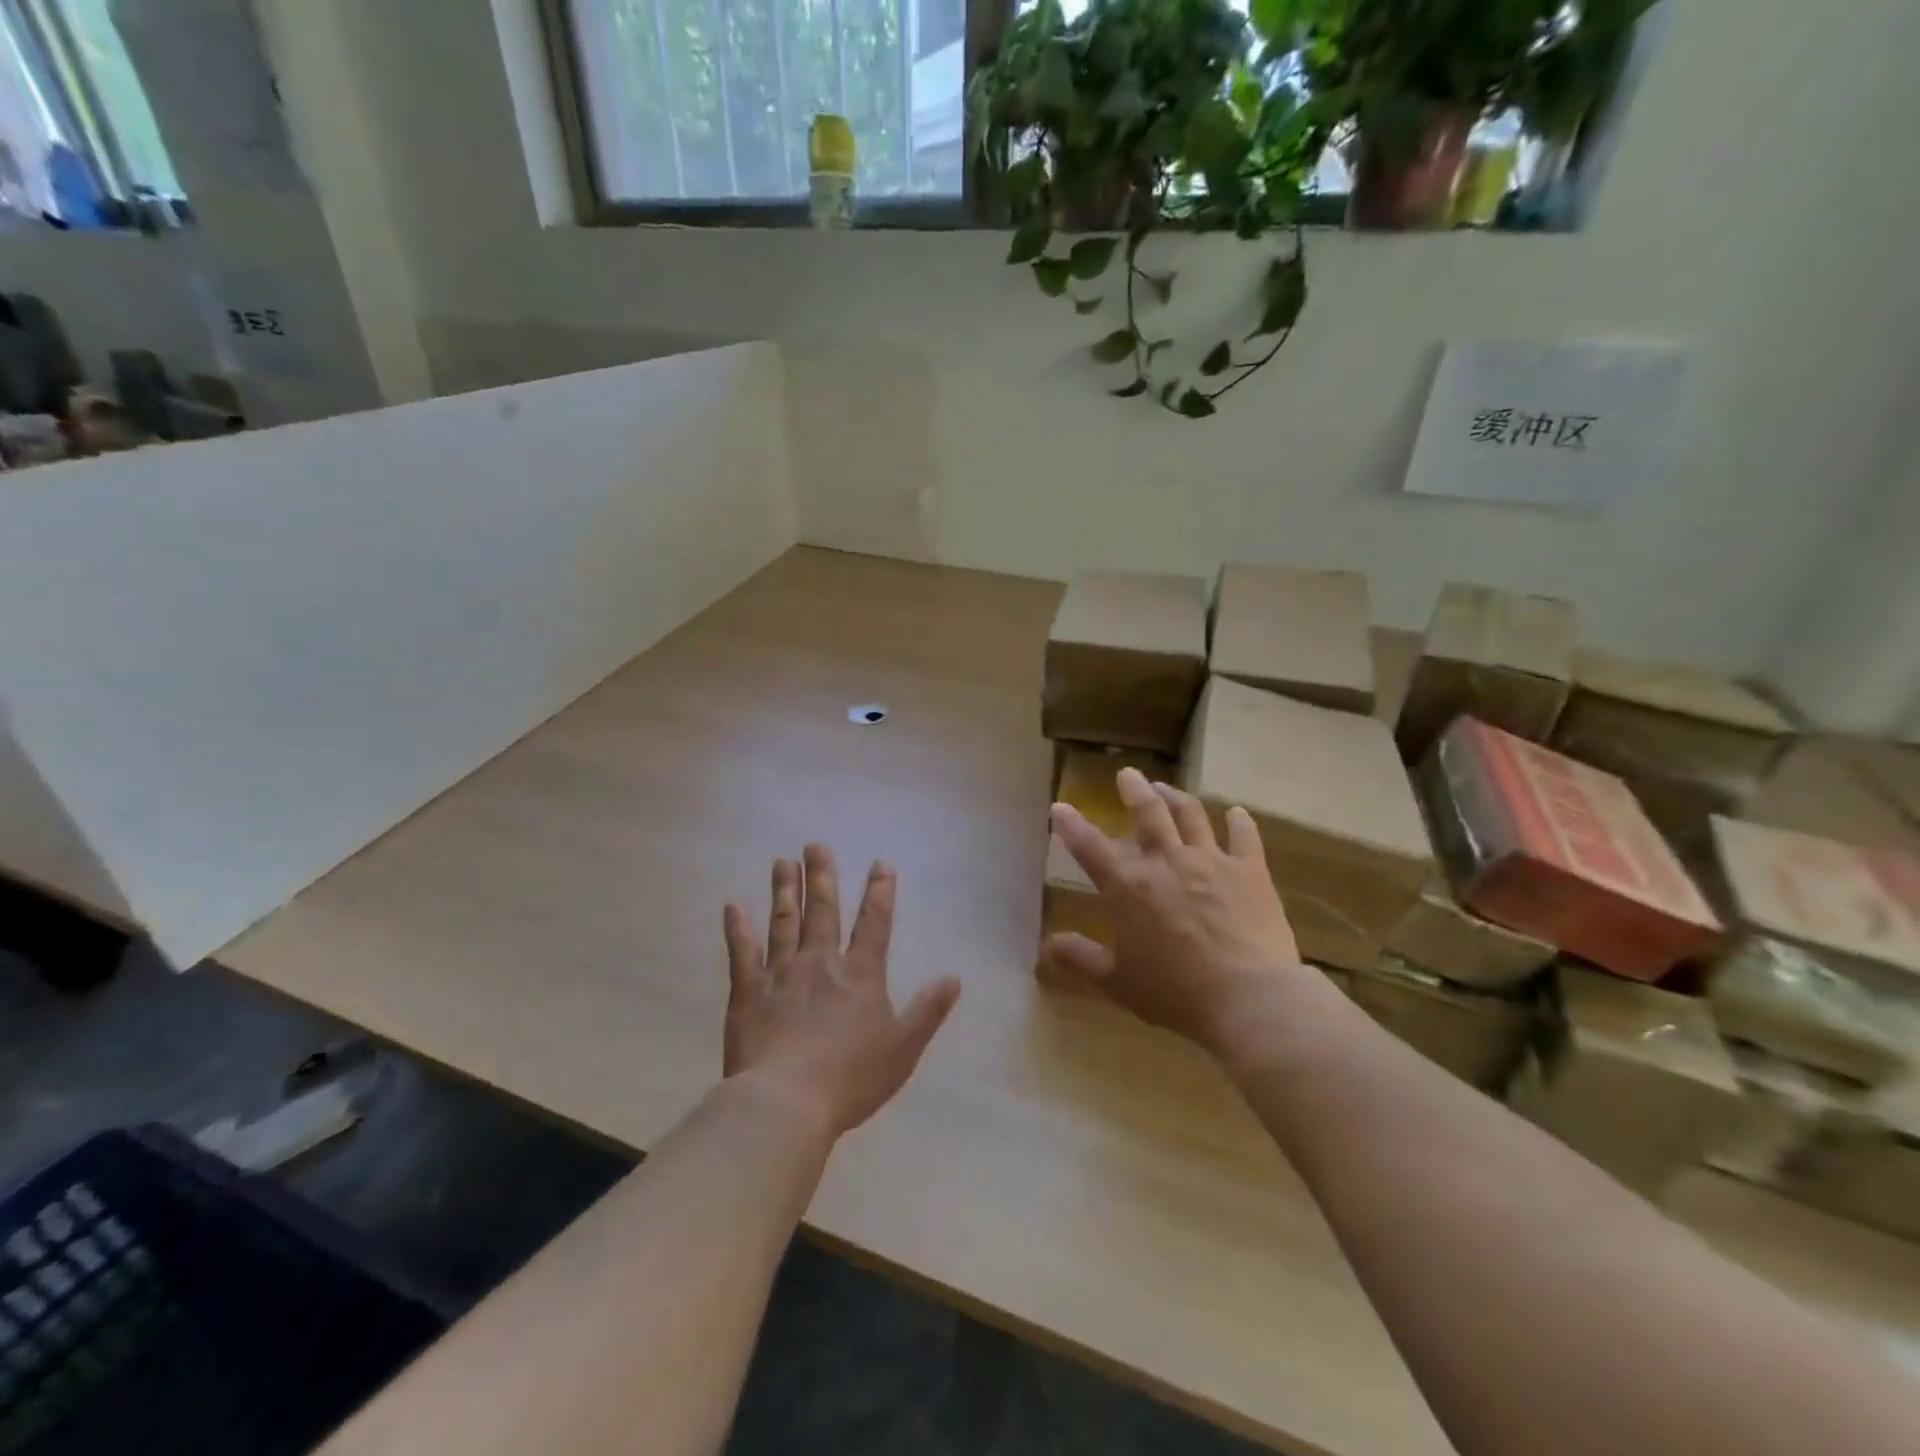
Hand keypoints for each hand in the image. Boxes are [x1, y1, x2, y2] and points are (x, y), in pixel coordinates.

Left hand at [723, 845, 960, 1137]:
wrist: (786, 1103)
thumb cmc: (851, 1078)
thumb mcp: (903, 1047)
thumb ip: (928, 1010)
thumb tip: (954, 978)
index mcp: (860, 975)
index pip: (874, 923)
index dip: (879, 892)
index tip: (880, 864)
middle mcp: (821, 963)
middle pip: (823, 911)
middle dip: (822, 876)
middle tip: (815, 844)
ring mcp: (781, 974)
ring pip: (784, 922)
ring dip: (785, 891)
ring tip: (782, 861)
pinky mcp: (747, 993)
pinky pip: (742, 953)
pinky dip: (737, 928)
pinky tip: (733, 906)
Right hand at [1046, 768, 1303, 1055]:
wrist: (1247, 997)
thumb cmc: (1175, 993)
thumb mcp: (1118, 983)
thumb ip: (1082, 960)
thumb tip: (1048, 946)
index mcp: (1128, 888)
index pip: (1089, 847)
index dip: (1070, 825)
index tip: (1059, 807)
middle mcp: (1166, 862)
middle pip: (1147, 813)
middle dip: (1134, 790)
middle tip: (1128, 774)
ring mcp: (1210, 860)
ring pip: (1190, 814)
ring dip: (1175, 796)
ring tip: (1166, 787)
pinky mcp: (1249, 870)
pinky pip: (1244, 836)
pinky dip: (1240, 822)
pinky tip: (1237, 813)